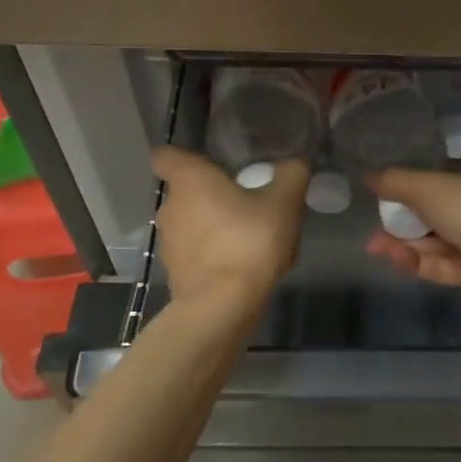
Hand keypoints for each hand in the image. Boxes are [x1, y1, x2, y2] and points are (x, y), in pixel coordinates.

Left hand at [152, 148, 307, 310]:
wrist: (222, 306)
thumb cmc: (248, 240)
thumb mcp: (284, 202)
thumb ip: (291, 175)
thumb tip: (294, 163)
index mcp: (189, 180)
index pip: (165, 155)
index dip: (182, 156)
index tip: (206, 162)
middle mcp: (170, 206)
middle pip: (186, 191)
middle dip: (212, 195)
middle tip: (247, 202)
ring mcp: (169, 242)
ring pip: (192, 224)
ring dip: (215, 227)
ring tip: (250, 239)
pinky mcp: (175, 273)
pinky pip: (196, 254)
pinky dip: (214, 255)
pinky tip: (243, 267)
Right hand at [364, 159, 460, 314]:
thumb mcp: (428, 186)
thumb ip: (395, 182)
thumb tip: (368, 176)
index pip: (442, 177)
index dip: (412, 188)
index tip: (385, 199)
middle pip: (436, 213)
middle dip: (402, 223)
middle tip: (375, 232)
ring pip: (438, 241)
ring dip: (407, 243)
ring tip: (377, 248)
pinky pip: (447, 264)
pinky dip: (422, 262)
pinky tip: (398, 260)